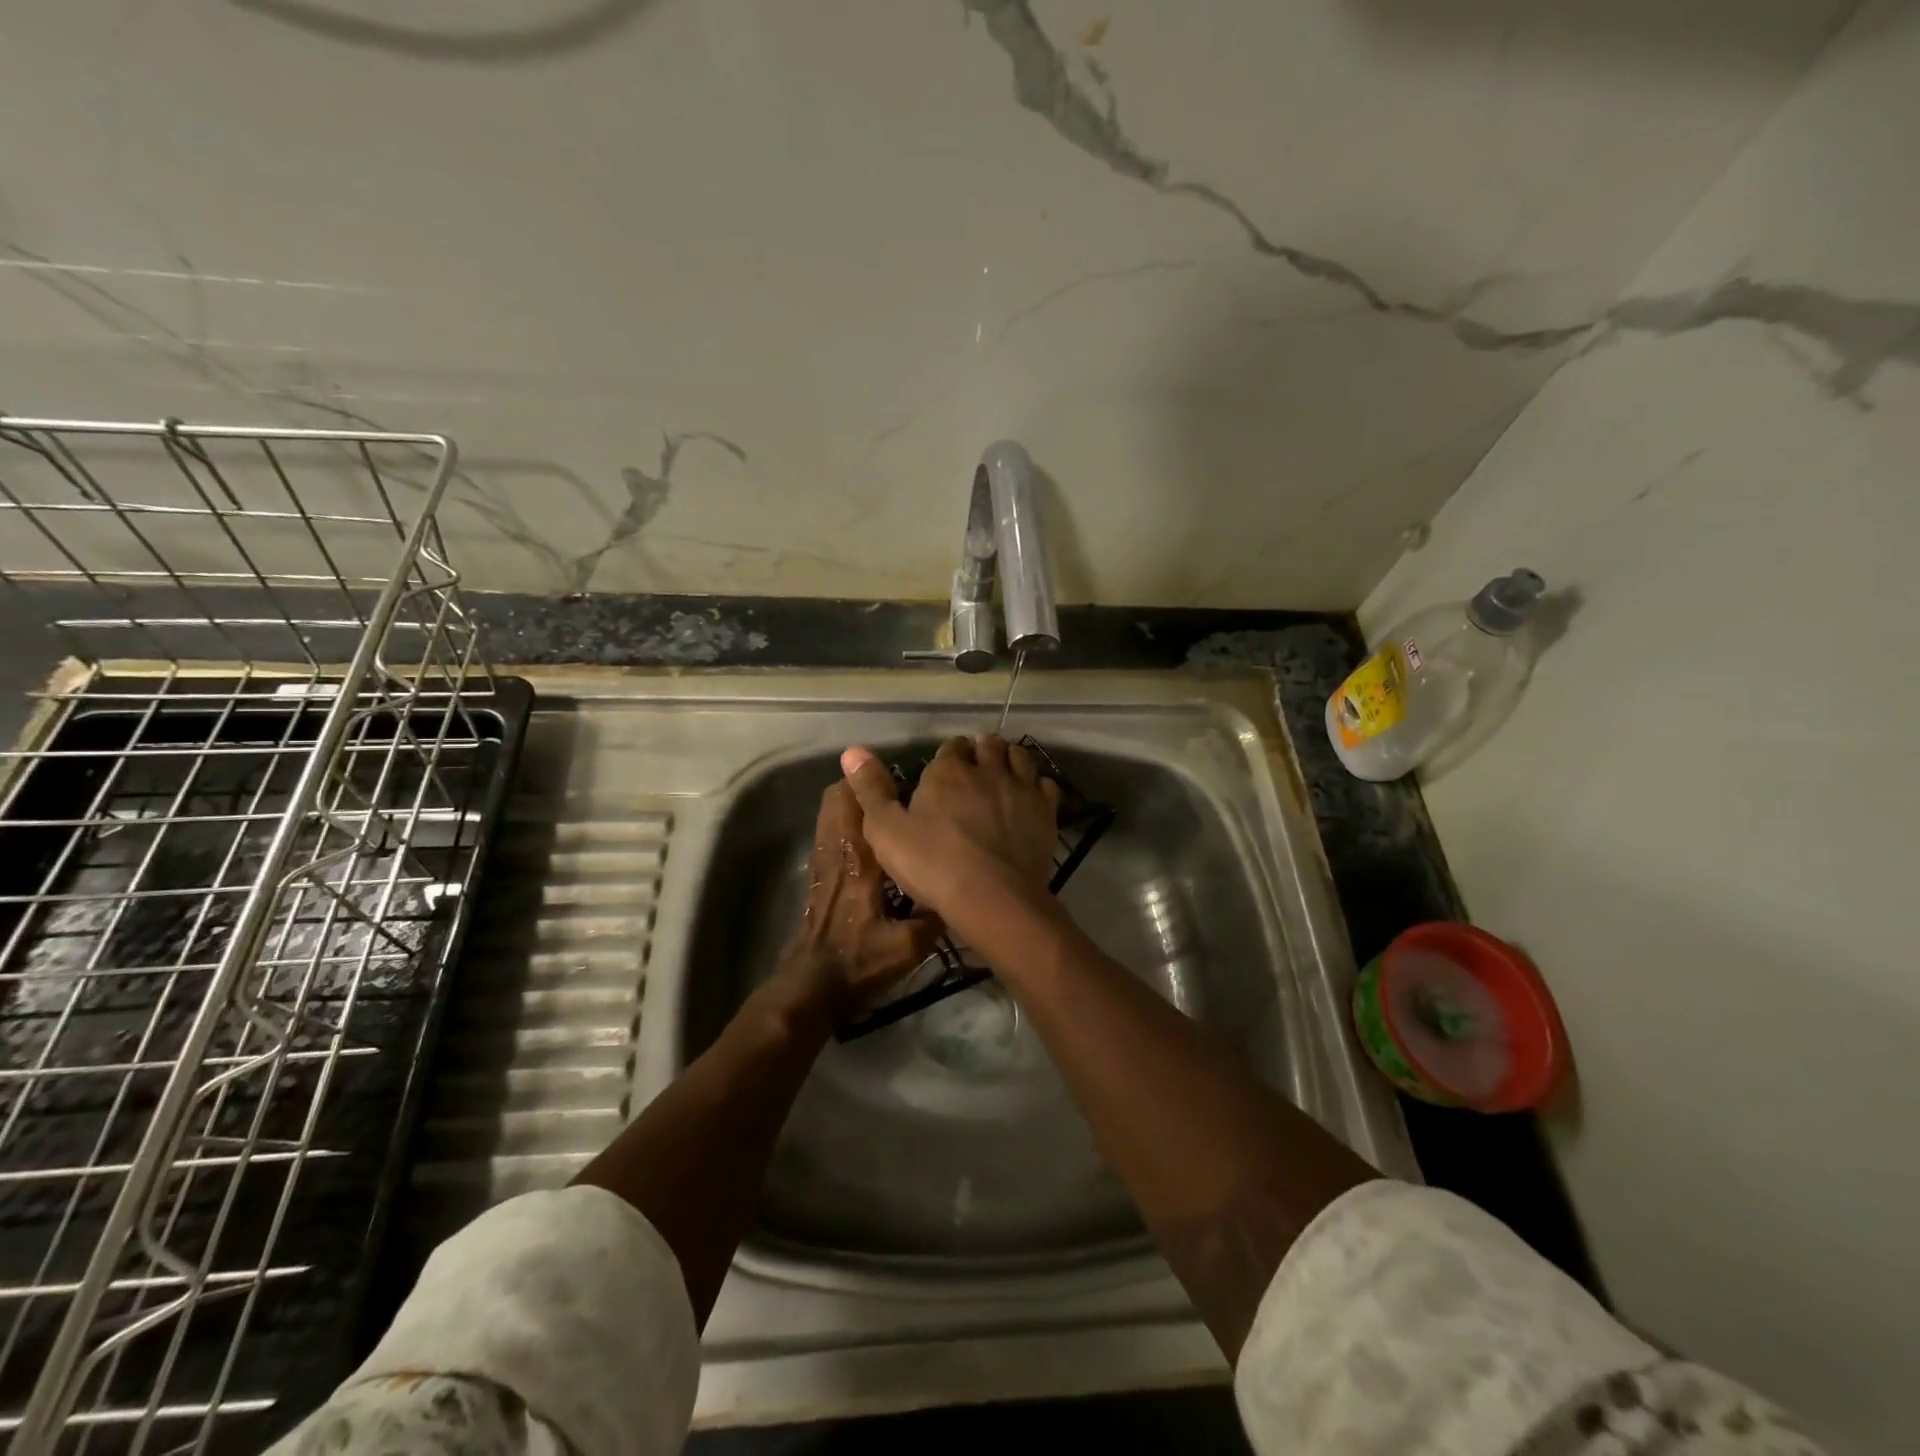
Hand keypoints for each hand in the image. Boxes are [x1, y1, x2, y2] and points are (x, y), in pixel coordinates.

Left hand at [775, 779, 939, 1021]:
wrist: (813, 985)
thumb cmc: (860, 961)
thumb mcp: (909, 946)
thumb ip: (935, 914)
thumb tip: (962, 890)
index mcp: (860, 858)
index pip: (861, 803)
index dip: (879, 782)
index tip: (908, 778)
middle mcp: (838, 849)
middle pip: (838, 795)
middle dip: (865, 785)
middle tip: (901, 790)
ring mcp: (823, 859)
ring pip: (830, 810)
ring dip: (854, 801)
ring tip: (890, 807)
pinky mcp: (819, 872)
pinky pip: (830, 829)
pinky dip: (847, 820)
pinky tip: (876, 836)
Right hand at [840, 735, 1060, 928]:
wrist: (992, 897)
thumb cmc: (932, 864)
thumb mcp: (885, 830)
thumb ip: (870, 788)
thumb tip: (852, 750)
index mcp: (948, 771)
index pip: (951, 747)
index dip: (948, 756)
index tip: (944, 770)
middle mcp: (987, 770)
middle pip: (988, 745)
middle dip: (981, 750)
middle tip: (975, 767)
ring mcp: (1021, 789)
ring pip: (1019, 757)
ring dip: (1010, 758)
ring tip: (1002, 771)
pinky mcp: (1045, 812)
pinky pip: (1045, 785)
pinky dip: (1036, 785)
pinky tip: (1030, 796)